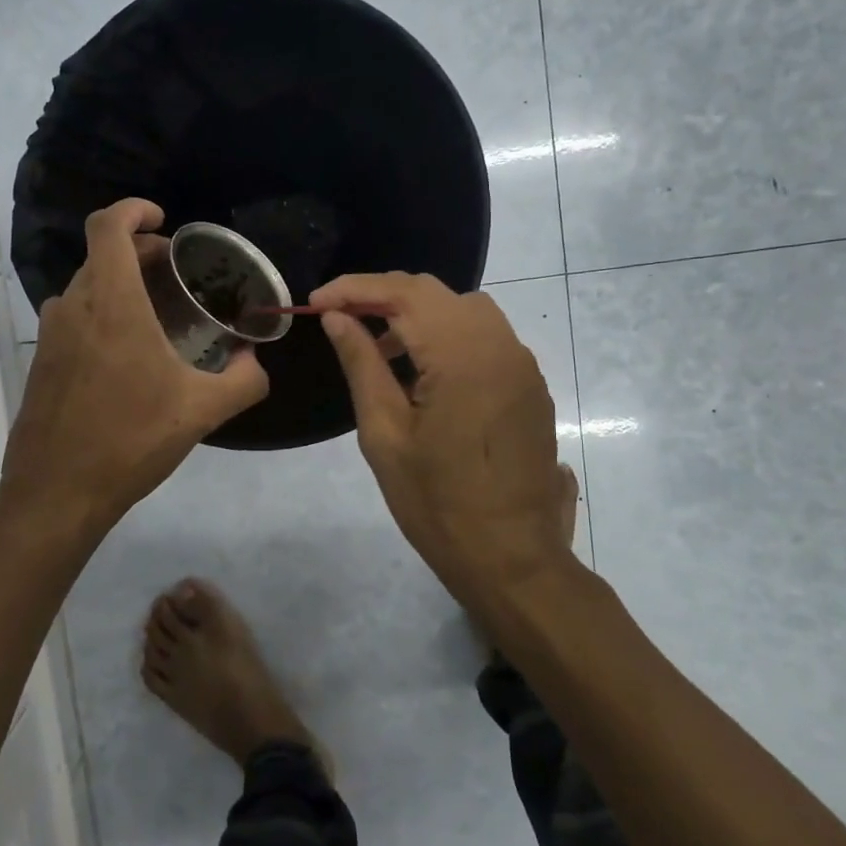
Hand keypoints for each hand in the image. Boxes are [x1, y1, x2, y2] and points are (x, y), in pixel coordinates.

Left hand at [0, 199, 269, 535]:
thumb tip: (256, 363)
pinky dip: (102, 312)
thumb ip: (244, 381)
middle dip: (139, 250)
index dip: (133, 209)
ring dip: (120, 283)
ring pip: (87, 286)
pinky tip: (129, 352)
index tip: (163, 219)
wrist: (56, 492)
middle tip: (176, 269)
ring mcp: (51, 334)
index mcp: (111, 302)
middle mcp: (74, 306)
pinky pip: (75, 317)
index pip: (107, 225)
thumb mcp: (202, 411)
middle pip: (102, 254)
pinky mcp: (42, 361)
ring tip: (157, 310)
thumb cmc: (130, 440)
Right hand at [313, 272, 571, 604]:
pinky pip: (485, 336)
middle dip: (383, 295)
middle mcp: (499, 345)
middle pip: (435, 292)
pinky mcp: (530, 384)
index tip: (316, 301)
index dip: (355, 288)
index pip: (403, 293)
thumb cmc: (436, 502)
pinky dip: (447, 335)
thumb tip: (337, 317)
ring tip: (380, 348)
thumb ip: (362, 364)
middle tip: (341, 319)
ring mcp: (522, 364)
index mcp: (462, 355)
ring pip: (463, 309)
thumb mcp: (384, 433)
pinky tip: (423, 371)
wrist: (511, 558)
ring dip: (417, 314)